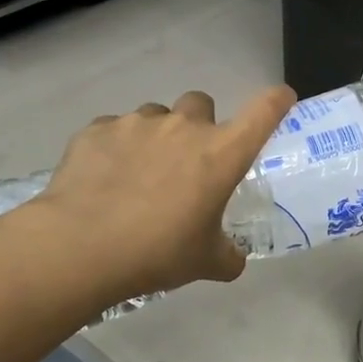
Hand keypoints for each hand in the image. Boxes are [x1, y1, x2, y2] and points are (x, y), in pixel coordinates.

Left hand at [34, 85, 296, 308]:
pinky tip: (104, 179)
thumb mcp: (205, 263)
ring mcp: (137, 124)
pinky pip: (114, 130)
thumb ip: (228, 255)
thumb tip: (233, 260)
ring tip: (140, 174)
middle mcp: (183, 127)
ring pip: (155, 116)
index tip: (281, 98)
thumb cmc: (158, 253)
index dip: (276, 101)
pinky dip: (116, 148)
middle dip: (199, 124)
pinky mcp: (96, 130)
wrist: (81, 247)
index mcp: (221, 153)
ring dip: (156, 136)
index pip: (263, 112)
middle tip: (188, 161)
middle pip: (201, 103)